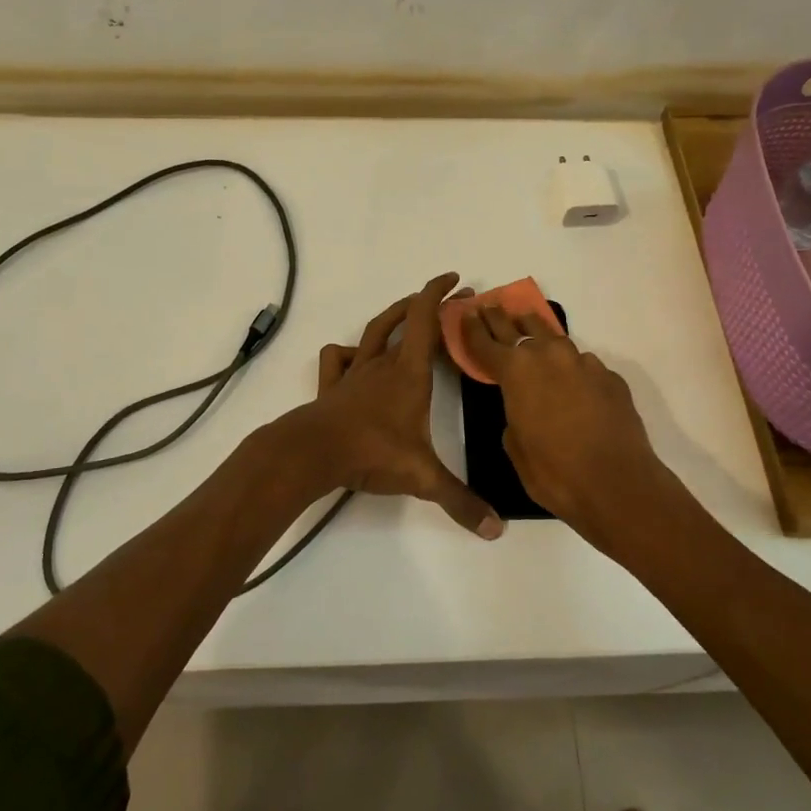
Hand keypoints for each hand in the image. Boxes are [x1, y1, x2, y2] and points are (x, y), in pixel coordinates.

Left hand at [276, 273, 502, 539]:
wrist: (313, 452)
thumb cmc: (372, 452)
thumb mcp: (422, 477)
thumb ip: (460, 502)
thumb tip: (496, 530)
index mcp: (409, 373)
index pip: (425, 320)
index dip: (439, 295)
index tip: (456, 280)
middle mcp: (382, 365)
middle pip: (404, 321)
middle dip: (427, 305)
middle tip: (448, 299)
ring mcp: (354, 373)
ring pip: (372, 332)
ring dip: (391, 317)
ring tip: (405, 312)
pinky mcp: (332, 387)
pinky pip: (337, 358)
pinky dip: (347, 352)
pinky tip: (353, 359)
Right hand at [461, 305, 666, 550]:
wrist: (618, 485)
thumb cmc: (554, 473)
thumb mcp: (515, 447)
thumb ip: (513, 415)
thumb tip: (525, 407)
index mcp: (516, 372)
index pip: (486, 342)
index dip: (472, 328)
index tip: (466, 313)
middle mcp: (549, 357)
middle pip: (518, 328)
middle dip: (501, 319)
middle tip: (491, 307)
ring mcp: (584, 364)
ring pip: (554, 339)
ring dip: (538, 335)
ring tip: (529, 328)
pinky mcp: (610, 377)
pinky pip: (582, 365)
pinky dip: (571, 367)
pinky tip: (572, 381)